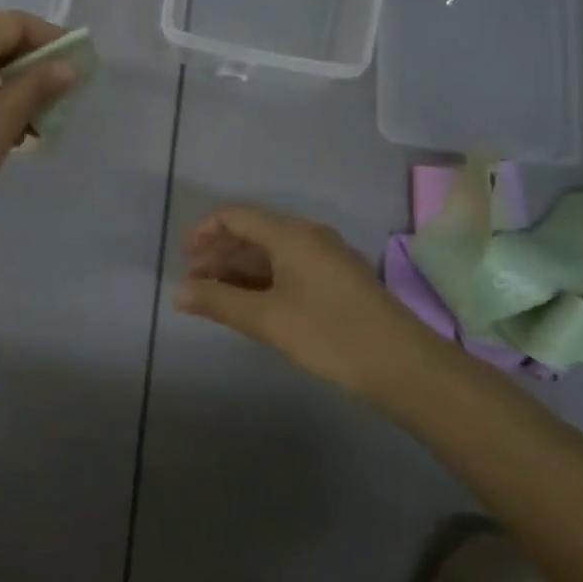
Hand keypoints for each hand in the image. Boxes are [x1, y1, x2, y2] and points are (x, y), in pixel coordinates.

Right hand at [173, 205, 437, 400]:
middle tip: (196, 283)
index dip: (204, 232)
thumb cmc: (330, 334)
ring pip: (272, 252)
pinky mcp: (339, 280)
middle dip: (220, 253)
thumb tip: (178, 293)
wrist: (404, 365)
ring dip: (241, 269)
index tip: (184, 258)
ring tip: (219, 297)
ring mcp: (327, 257)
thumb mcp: (267, 319)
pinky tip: (254, 304)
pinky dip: (264, 279)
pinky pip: (290, 267)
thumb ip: (218, 302)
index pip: (235, 216)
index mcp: (290, 234)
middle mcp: (309, 236)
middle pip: (253, 232)